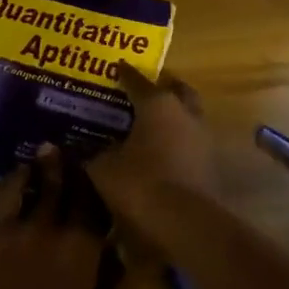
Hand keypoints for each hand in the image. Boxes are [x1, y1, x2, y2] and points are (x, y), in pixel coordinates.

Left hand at [0, 148, 113, 288]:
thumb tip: (113, 257)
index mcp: (78, 246)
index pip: (88, 200)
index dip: (90, 181)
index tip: (89, 167)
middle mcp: (40, 227)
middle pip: (51, 184)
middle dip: (56, 165)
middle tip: (54, 149)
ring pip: (10, 186)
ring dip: (21, 174)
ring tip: (24, 168)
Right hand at [88, 63, 218, 220]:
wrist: (185, 221)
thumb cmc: (140, 183)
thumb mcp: (104, 168)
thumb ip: (91, 154)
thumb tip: (78, 148)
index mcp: (157, 104)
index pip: (137, 81)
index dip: (124, 74)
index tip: (116, 66)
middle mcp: (184, 112)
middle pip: (175, 90)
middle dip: (161, 87)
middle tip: (143, 91)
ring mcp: (201, 137)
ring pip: (188, 114)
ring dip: (173, 114)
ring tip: (152, 122)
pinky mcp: (210, 162)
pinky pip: (191, 140)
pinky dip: (178, 140)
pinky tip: (163, 150)